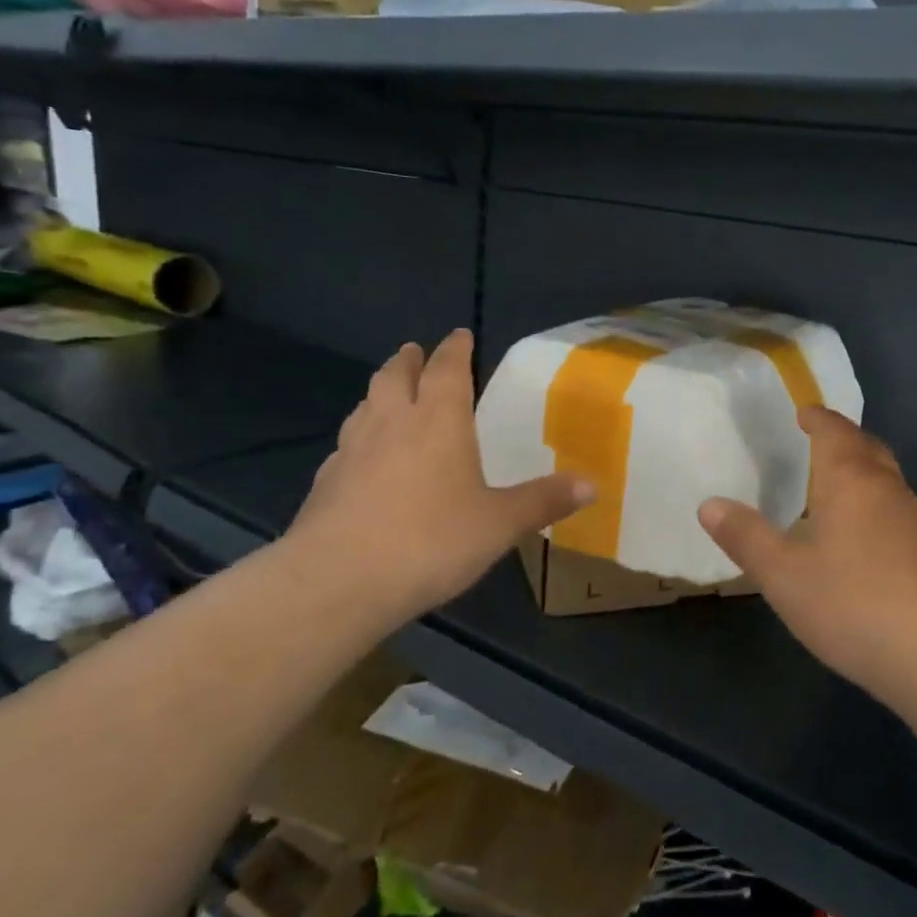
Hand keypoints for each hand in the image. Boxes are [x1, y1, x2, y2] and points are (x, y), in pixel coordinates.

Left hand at [283, 330, 592, 624]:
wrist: (336, 582)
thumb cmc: (430, 541)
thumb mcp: (500, 524)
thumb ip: (544, 501)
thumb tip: (592, 485)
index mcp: (439, 421)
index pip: (448, 369)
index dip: (455, 349)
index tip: (460, 334)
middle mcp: (392, 424)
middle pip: (395, 376)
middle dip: (409, 360)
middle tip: (415, 351)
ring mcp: (352, 451)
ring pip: (365, 405)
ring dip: (380, 391)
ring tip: (389, 393)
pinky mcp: (325, 483)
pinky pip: (346, 444)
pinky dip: (359, 435)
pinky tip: (362, 456)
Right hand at [698, 407, 916, 701]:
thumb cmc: (851, 601)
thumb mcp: (782, 574)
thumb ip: (745, 536)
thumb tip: (708, 504)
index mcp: (850, 478)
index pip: (834, 430)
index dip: (816, 418)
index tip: (802, 413)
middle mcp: (888, 487)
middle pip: (867, 447)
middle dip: (842, 439)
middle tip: (815, 445)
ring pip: (886, 481)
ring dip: (861, 475)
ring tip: (832, 492)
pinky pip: (897, 512)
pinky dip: (875, 509)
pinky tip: (861, 542)